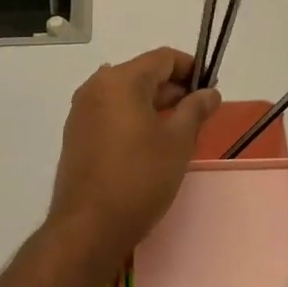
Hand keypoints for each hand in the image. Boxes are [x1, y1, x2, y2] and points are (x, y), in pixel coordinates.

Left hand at [48, 48, 219, 270]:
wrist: (88, 228)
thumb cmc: (139, 178)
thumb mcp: (178, 142)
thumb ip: (195, 110)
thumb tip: (210, 92)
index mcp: (121, 80)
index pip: (163, 58)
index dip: (191, 67)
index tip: (211, 87)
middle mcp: (96, 87)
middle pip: (143, 74)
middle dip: (174, 88)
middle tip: (201, 112)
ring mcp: (82, 111)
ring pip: (126, 95)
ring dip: (154, 104)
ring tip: (180, 129)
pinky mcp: (76, 135)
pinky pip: (111, 113)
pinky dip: (133, 118)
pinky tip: (151, 142)